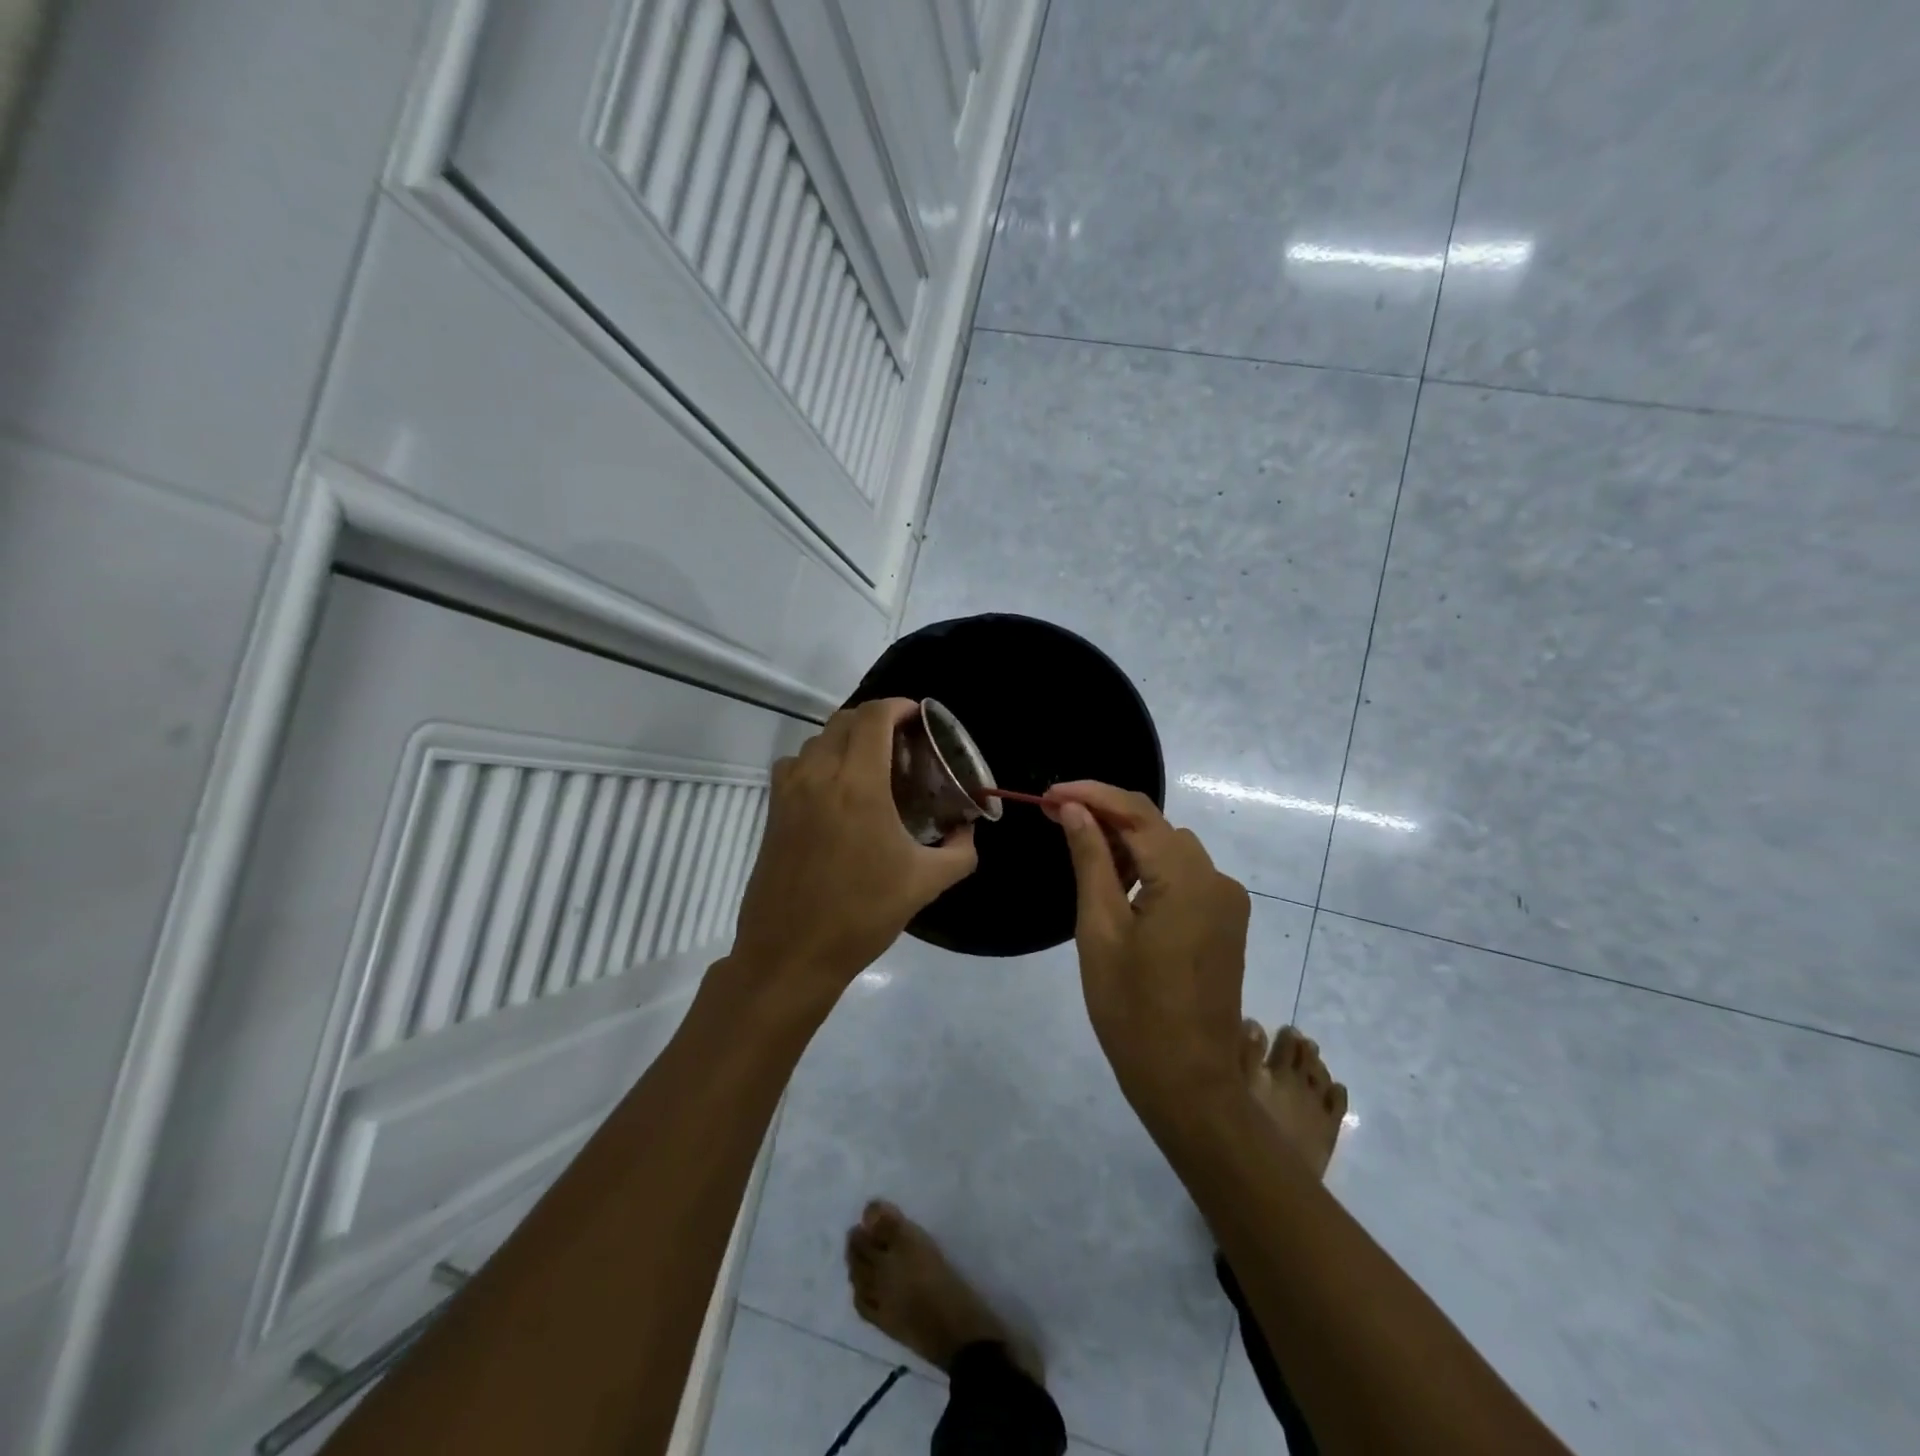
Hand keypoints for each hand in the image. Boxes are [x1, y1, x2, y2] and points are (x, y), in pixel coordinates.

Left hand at [731, 699, 977, 998]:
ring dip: (847, 740)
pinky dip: (820, 761)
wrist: (791, 954)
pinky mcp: (773, 811)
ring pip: (818, 740)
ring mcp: (789, 791)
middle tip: (904, 746)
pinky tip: (836, 792)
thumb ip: (960, 850)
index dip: (900, 706)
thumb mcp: (925, 883)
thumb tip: (968, 830)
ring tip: (872, 766)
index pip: (874, 716)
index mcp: (857, 783)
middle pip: (845, 720)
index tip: (921, 719)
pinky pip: (797, 764)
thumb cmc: (861, 914)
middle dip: (877, 721)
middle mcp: (818, 775)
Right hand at [1045, 781, 1251, 1110]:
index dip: (1090, 794)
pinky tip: (1117, 884)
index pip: (1136, 812)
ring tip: (1080, 851)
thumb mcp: (1100, 929)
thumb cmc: (1133, 1010)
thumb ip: (1091, 860)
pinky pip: (1184, 876)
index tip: (1048, 794)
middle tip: (1055, 817)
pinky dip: (1149, 868)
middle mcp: (1217, 879)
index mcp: (1188, 879)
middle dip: (1106, 814)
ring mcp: (1227, 902)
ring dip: (1128, 841)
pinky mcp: (1226, 922)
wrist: (1188, 1082)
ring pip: (1171, 848)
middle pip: (1156, 825)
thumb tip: (1073, 809)